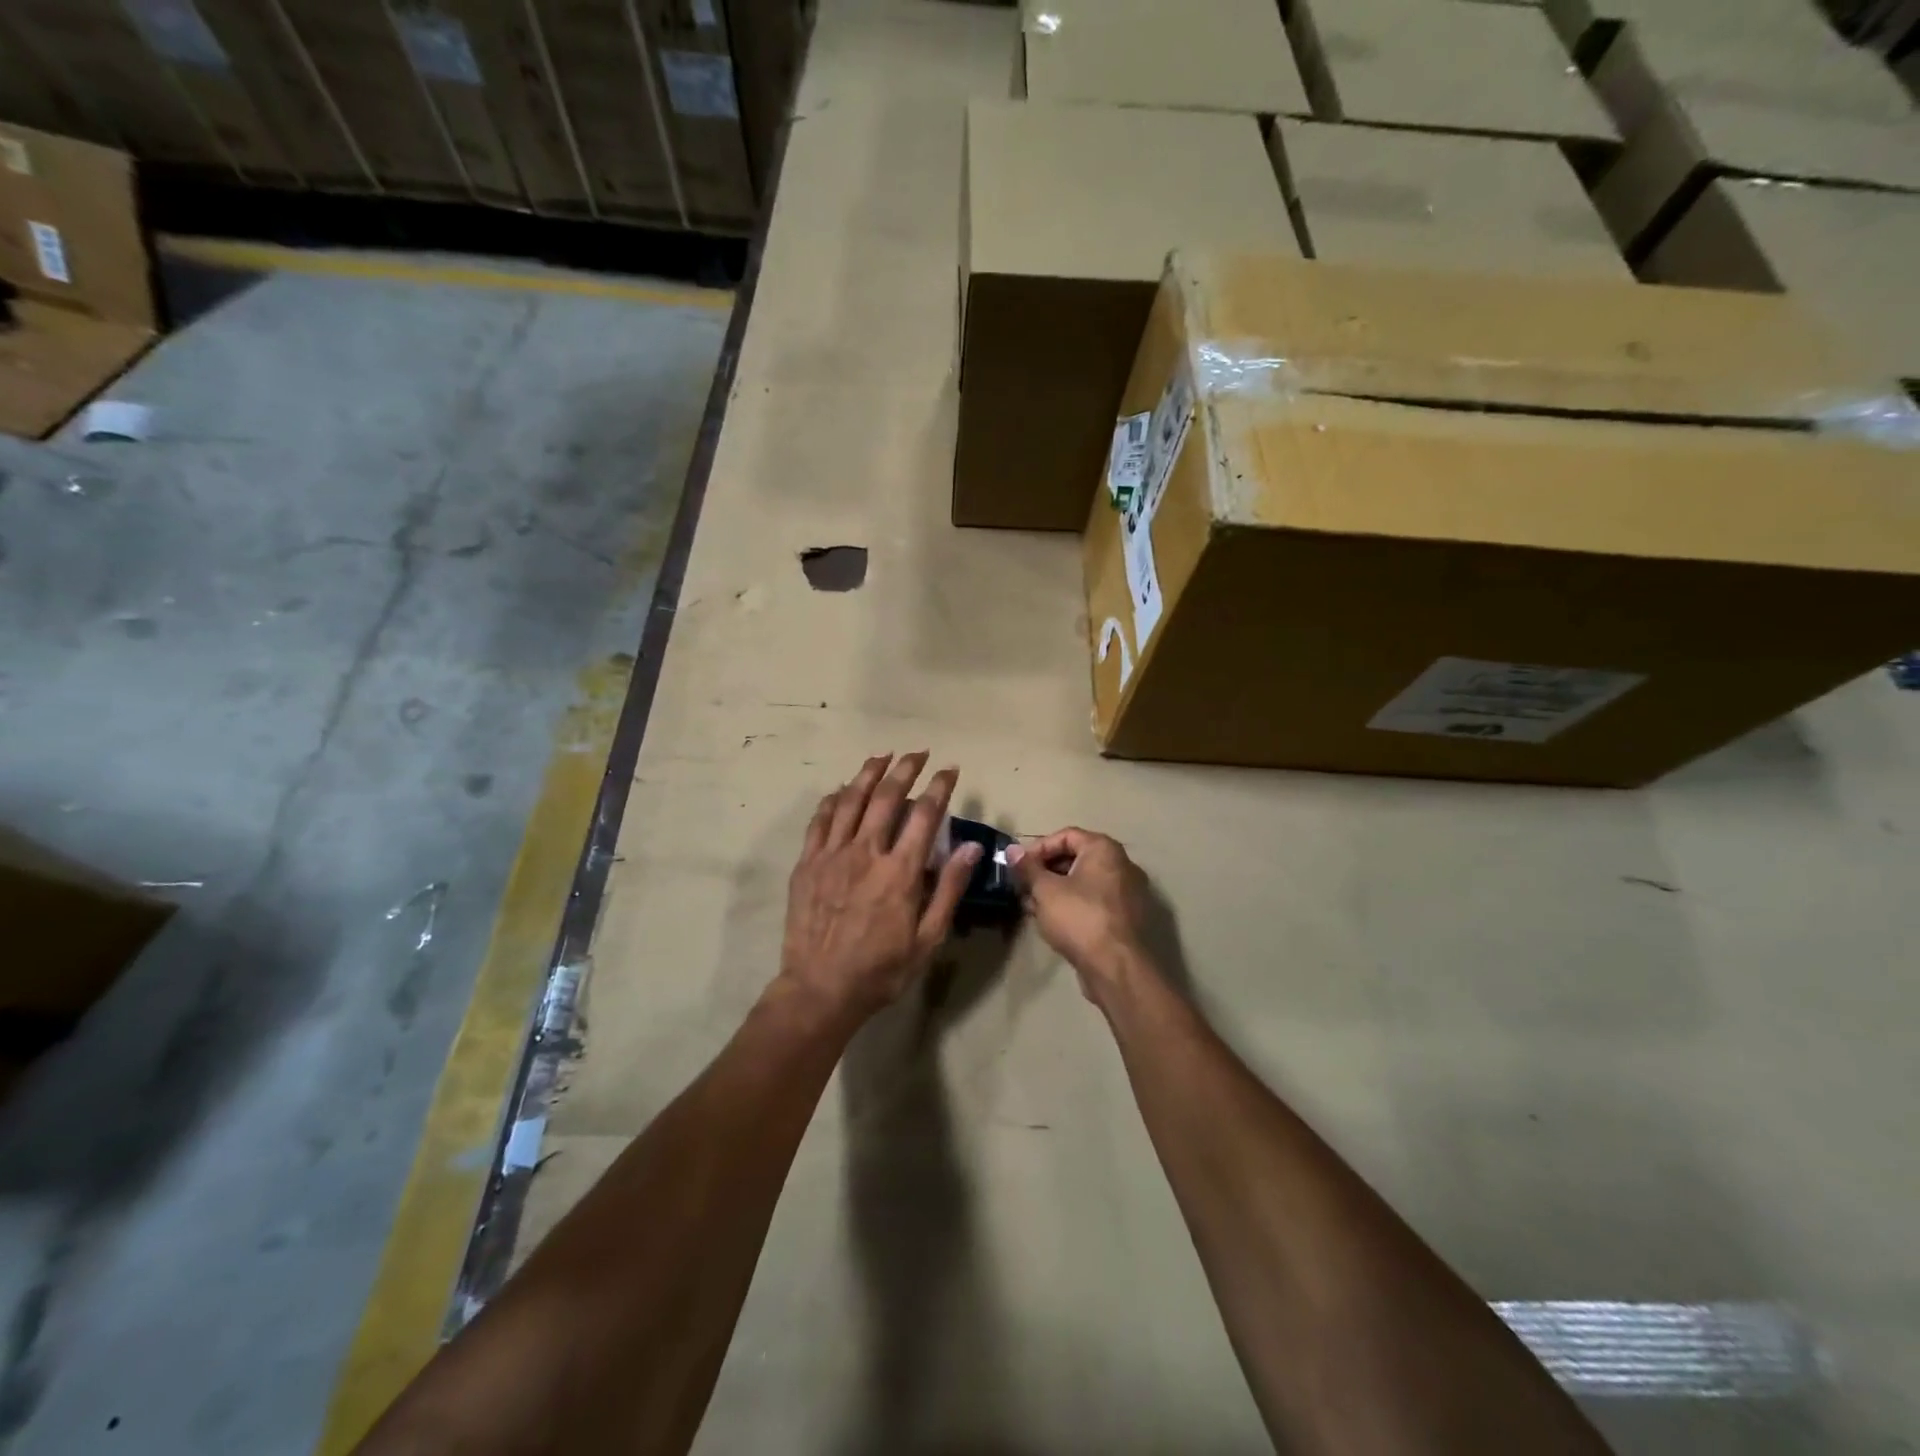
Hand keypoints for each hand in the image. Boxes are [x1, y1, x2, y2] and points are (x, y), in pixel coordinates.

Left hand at [779, 753, 980, 1023]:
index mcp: (899, 871)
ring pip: (851, 800)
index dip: (939, 787)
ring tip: (882, 756)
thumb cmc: (881, 969)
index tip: (949, 769)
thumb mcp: (928, 938)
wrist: (820, 989)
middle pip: (887, 796)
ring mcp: (832, 855)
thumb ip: (949, 888)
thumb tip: (971, 847)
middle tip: (918, 753)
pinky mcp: (807, 863)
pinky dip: (834, 799)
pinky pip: (820, 820)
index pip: (925, 815)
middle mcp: (866, 852)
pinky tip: (842, 789)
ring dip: (869, 773)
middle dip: (905, 769)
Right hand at [1005, 828, 1152, 1000]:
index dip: (1038, 848)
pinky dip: (1071, 906)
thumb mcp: (1045, 890)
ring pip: (1083, 883)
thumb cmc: (1079, 918)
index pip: (1066, 835)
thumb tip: (1012, 850)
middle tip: (1023, 887)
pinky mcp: (1124, 918)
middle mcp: (1121, 865)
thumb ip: (1028, 868)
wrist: (1116, 967)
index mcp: (1104, 850)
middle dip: (1044, 871)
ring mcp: (1126, 893)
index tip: (1019, 866)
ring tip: (1031, 906)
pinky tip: (1051, 922)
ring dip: (1055, 890)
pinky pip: (1093, 902)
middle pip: (1075, 858)